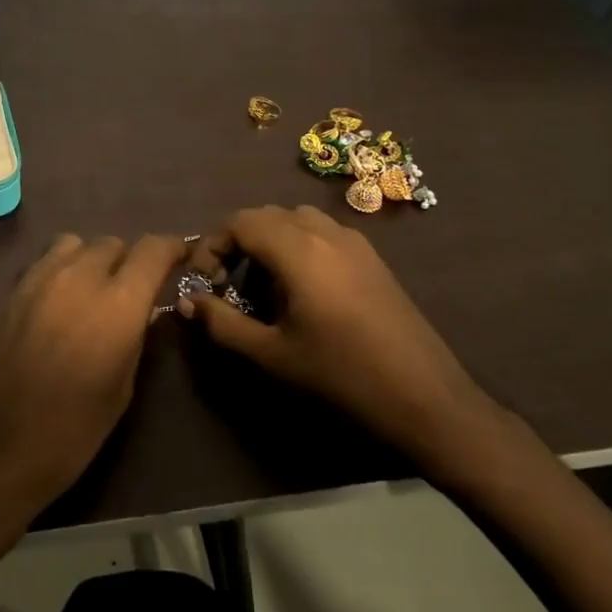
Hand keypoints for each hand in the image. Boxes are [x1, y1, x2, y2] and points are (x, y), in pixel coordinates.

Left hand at [0, 232, 185, 530]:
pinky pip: (45, 262)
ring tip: (93, 290)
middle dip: (129, 260)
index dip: (171, 248)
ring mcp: (38, 280)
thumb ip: (134, 340)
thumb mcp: (120, 392)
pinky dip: (61, 269)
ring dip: (91, 259)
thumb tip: (140, 313)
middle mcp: (79, 278)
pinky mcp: (11, 291)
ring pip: (75, 244)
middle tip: (133, 290)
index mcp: (117, 305)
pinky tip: (59, 302)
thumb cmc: (68, 434)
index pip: (152, 250)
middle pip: (112, 243)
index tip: (180, 258)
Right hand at [180, 205, 509, 471]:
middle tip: (228, 284)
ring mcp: (354, 242)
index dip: (212, 245)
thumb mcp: (271, 353)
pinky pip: (323, 233)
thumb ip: (222, 323)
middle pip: (267, 215)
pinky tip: (302, 290)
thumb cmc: (341, 374)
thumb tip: (187, 302)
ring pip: (296, 220)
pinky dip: (298, 245)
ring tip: (263, 285)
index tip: (205, 282)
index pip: (240, 221)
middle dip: (238, 242)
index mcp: (299, 249)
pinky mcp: (372, 258)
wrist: (423, 396)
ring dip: (269, 241)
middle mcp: (326, 233)